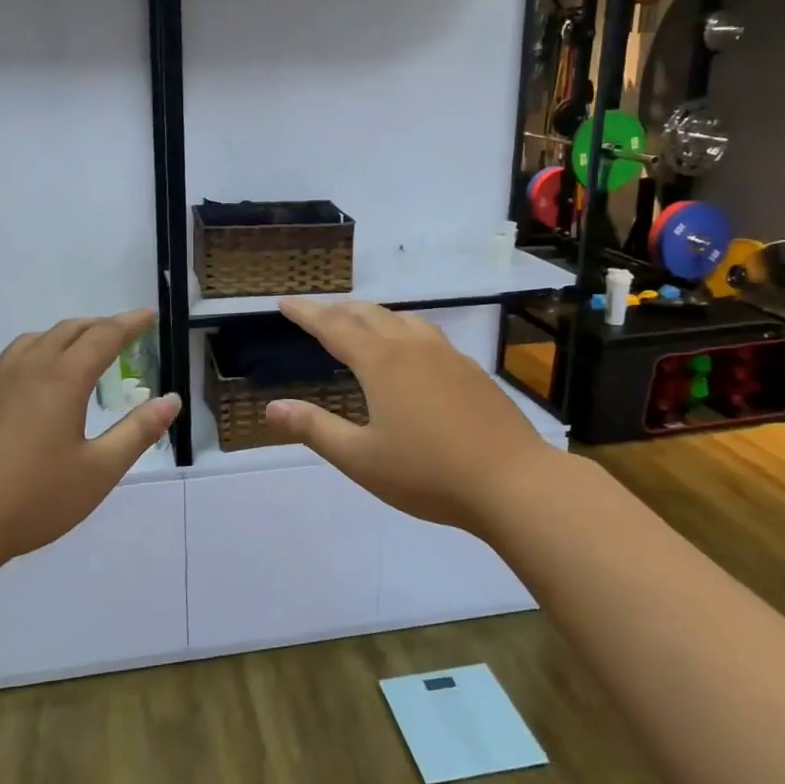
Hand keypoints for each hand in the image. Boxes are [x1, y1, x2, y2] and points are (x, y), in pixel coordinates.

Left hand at [0, 310, 178, 577]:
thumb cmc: (32, 500)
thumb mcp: (98, 471)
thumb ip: (137, 432)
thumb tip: (171, 400)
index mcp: (63, 379)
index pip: (104, 336)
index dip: (130, 323)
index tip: (150, 316)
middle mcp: (28, 368)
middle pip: (68, 330)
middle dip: (99, 326)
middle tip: (121, 333)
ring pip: (33, 340)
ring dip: (63, 336)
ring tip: (78, 350)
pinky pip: (7, 361)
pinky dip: (31, 355)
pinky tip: (29, 380)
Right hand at [264, 298, 554, 534]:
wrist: (513, 481)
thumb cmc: (428, 473)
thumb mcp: (360, 458)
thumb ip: (315, 429)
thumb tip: (272, 408)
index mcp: (381, 363)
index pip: (333, 327)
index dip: (306, 314)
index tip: (285, 302)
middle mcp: (412, 347)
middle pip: (368, 315)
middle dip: (338, 310)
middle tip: (317, 311)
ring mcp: (447, 356)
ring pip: (403, 320)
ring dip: (374, 316)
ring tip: (361, 323)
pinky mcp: (472, 371)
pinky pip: (427, 335)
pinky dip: (403, 331)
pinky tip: (412, 352)